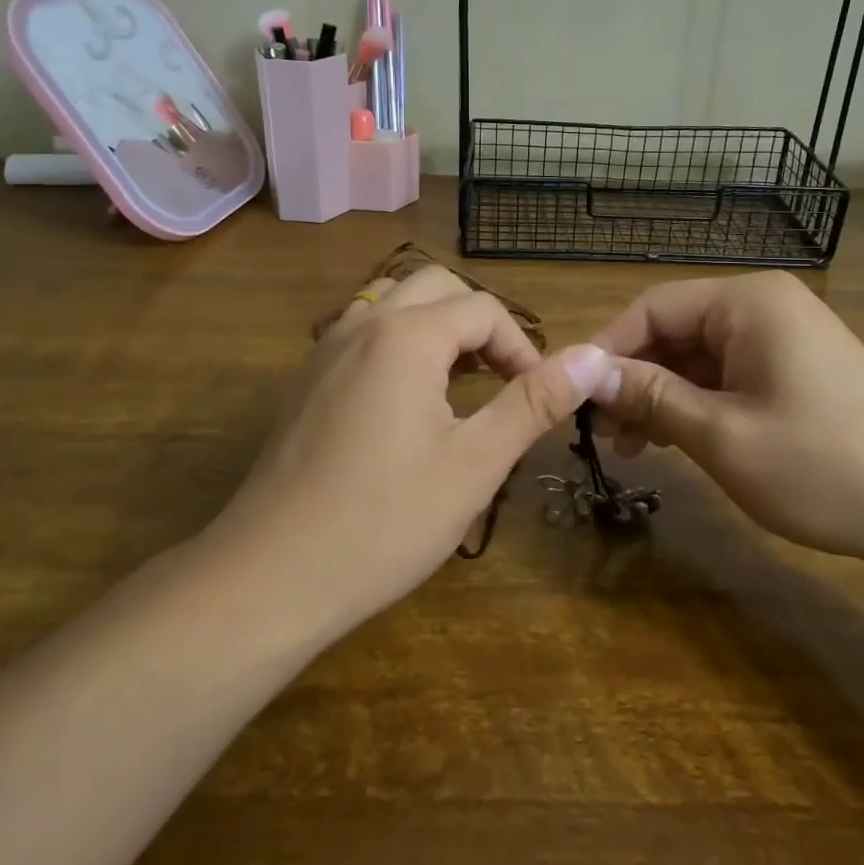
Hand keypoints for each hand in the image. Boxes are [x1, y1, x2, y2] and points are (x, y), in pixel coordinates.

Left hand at [205, 267, 614, 635]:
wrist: (269, 575)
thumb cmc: (383, 521)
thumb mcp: (474, 464)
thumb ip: (534, 403)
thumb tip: (594, 355)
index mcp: (405, 335)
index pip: (483, 309)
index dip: (522, 347)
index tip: (536, 399)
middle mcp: (361, 324)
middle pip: (437, 289)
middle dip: (480, 326)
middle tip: (502, 382)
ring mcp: (325, 349)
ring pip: (394, 306)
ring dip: (437, 331)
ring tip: (461, 386)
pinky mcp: (306, 380)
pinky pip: (363, 334)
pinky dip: (400, 346)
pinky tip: (406, 405)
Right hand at [590, 272, 863, 570]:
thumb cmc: (825, 467)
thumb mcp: (723, 435)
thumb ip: (650, 396)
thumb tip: (586, 374)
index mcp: (747, 302)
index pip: (653, 306)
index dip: (608, 349)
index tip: (575, 395)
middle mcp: (763, 306)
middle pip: (674, 330)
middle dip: (634, 378)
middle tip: (602, 432)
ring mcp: (781, 337)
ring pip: (697, 356)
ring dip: (661, 396)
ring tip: (633, 447)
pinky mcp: (792, 368)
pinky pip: (726, 374)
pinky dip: (695, 403)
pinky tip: (673, 440)